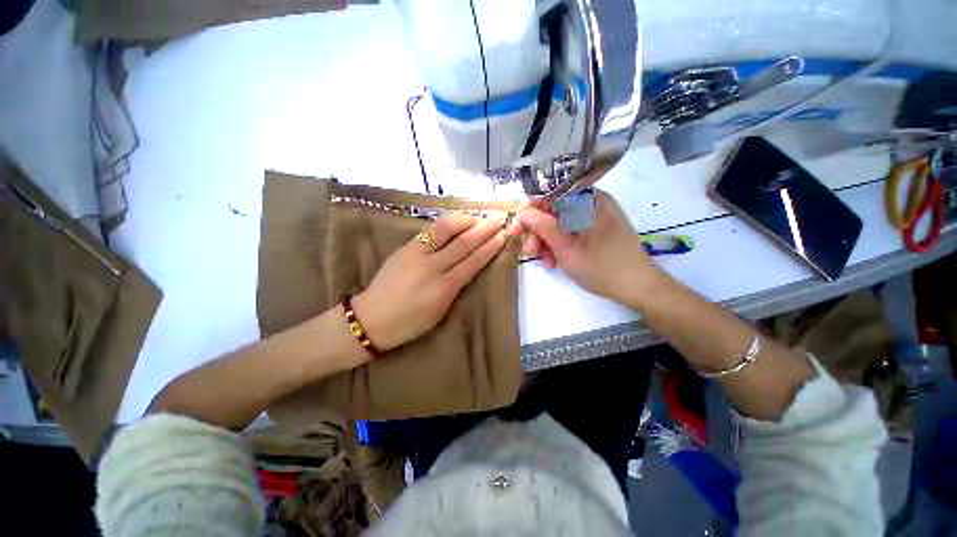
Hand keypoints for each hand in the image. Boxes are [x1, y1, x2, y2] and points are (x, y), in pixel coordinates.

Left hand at [353, 212, 508, 350]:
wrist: (372, 317)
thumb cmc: (410, 322)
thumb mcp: (440, 310)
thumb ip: (455, 286)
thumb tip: (468, 265)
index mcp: (444, 289)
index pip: (472, 262)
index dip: (489, 248)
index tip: (502, 235)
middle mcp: (432, 267)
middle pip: (463, 243)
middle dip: (484, 229)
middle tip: (498, 217)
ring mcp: (416, 254)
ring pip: (445, 230)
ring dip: (465, 220)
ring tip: (479, 215)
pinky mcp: (405, 248)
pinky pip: (430, 231)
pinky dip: (447, 224)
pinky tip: (457, 221)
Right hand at [508, 190, 660, 306]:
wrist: (638, 287)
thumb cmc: (603, 268)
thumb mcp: (567, 249)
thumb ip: (544, 227)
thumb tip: (523, 212)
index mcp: (587, 199)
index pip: (548, 195)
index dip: (528, 212)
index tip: (516, 232)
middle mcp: (590, 201)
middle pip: (552, 209)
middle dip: (537, 232)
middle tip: (530, 252)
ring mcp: (594, 215)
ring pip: (559, 222)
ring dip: (546, 241)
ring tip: (545, 261)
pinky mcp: (595, 228)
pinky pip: (570, 230)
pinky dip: (559, 244)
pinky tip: (555, 261)